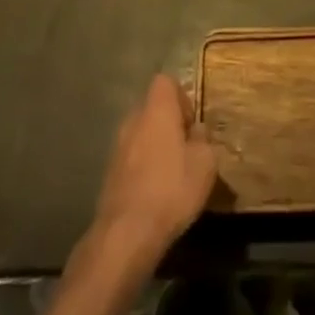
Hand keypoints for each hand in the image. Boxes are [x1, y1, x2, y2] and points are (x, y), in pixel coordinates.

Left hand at [90, 75, 218, 274]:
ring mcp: (117, 146)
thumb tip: (196, 130)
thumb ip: (203, 139)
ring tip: (175, 170)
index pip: (164, 81)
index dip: (181, 96)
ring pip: (141, 132)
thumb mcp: (205, 162)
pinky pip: (132, 155)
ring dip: (156, 144)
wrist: (127, 232)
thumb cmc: (172, 188)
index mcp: (156, 110)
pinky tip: (158, 189)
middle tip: (188, 146)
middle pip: (152, 107)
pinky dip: (145, 164)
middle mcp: (133, 120)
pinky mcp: (110, 172)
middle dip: (169, 121)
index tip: (192, 121)